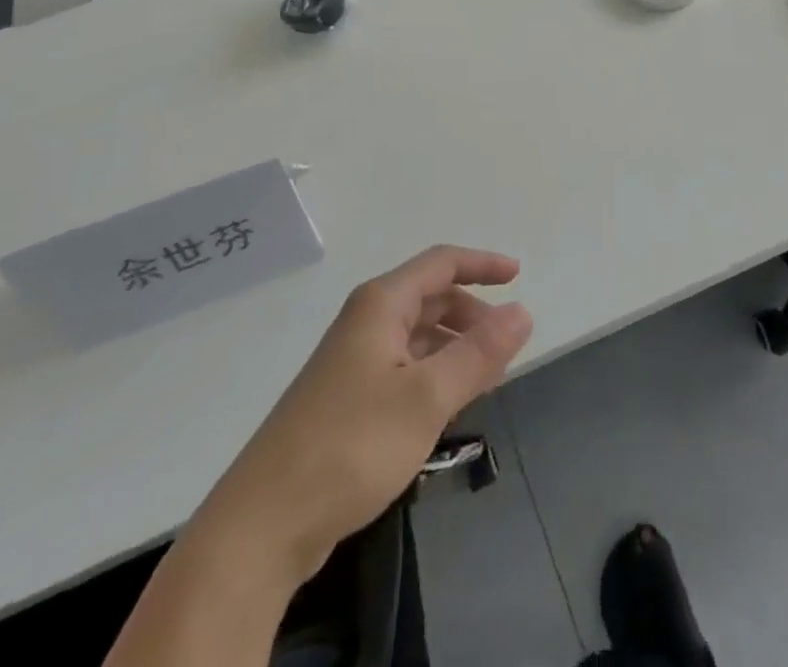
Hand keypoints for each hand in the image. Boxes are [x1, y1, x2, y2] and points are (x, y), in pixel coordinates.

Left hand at [192, 246, 533, 584]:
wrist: (264, 525)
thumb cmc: (352, 444)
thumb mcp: (427, 397)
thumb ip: (479, 353)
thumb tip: (523, 311)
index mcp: (381, 305)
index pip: (441, 263)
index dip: (482, 264)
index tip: (519, 276)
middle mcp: (365, 322)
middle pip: (430, 298)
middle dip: (472, 313)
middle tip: (507, 346)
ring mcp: (352, 362)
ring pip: (418, 337)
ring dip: (455, 347)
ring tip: (487, 379)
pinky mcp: (346, 400)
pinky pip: (404, 368)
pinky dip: (434, 375)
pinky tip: (449, 407)